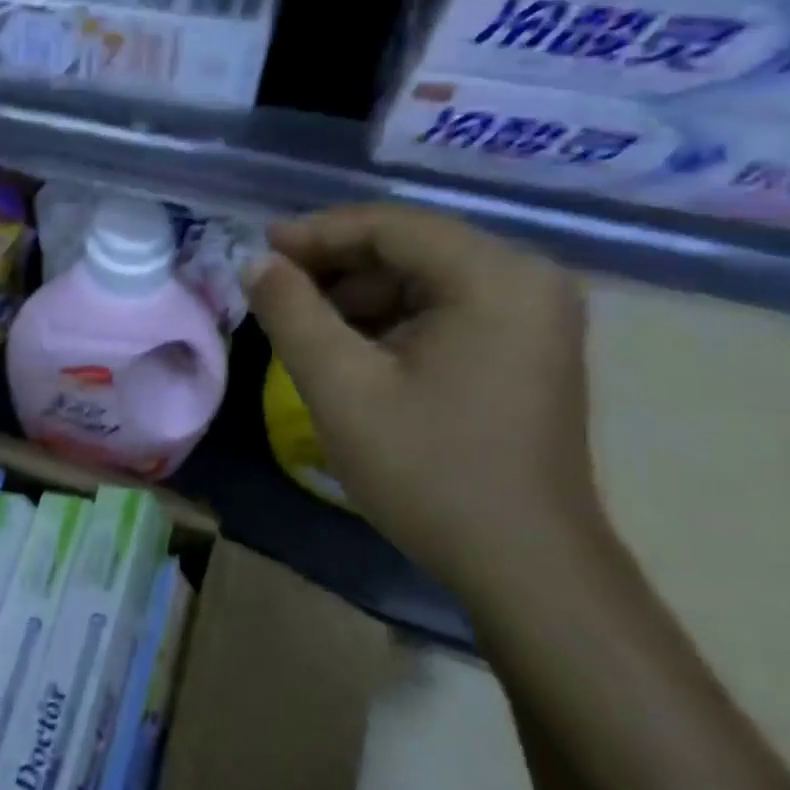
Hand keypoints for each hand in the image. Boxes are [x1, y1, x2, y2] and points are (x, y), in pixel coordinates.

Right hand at [245, 204, 612, 598]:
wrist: (522, 565)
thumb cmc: (429, 470)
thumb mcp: (340, 387)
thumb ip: (291, 313)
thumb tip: (255, 262)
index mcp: (494, 277)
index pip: (390, 225)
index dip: (315, 233)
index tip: (257, 252)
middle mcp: (526, 279)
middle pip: (410, 245)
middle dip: (335, 264)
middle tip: (273, 289)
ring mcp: (534, 313)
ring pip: (424, 276)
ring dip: (358, 293)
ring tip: (303, 323)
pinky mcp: (526, 346)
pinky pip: (444, 307)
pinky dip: (390, 318)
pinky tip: (350, 348)